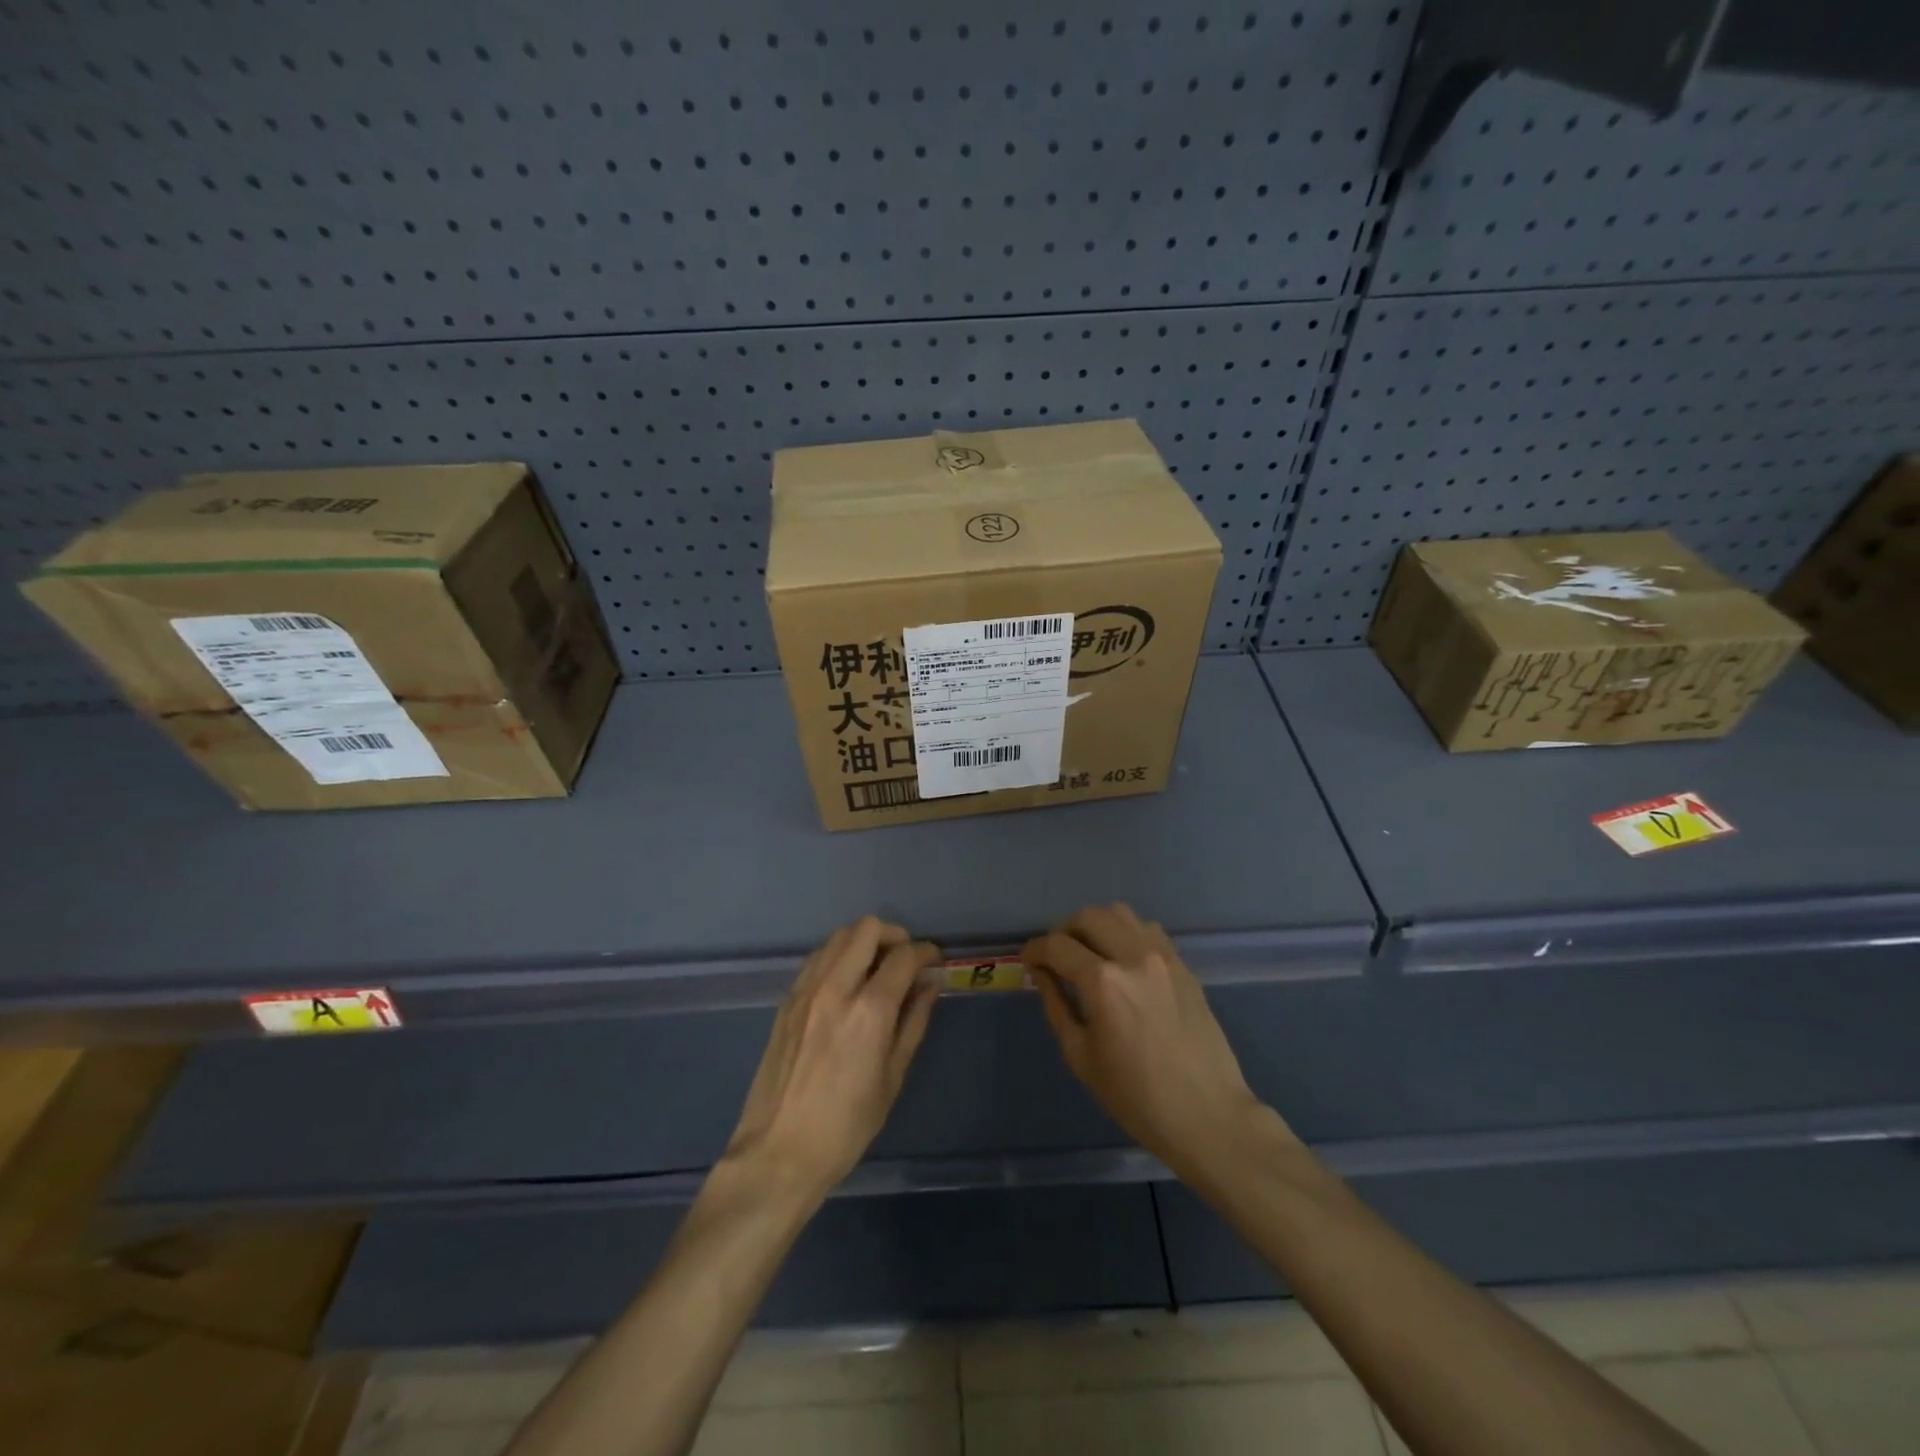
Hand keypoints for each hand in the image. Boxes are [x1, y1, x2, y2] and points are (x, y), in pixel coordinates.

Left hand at [724, 917, 941, 1202]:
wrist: (778, 1154)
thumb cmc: (846, 1127)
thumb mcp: (892, 1077)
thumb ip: (914, 1020)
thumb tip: (931, 983)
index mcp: (869, 1011)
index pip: (904, 956)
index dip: (926, 953)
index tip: (935, 962)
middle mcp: (835, 988)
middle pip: (866, 929)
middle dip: (894, 935)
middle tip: (905, 960)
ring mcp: (805, 990)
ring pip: (838, 936)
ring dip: (863, 941)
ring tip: (877, 968)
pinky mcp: (787, 1000)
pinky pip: (817, 958)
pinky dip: (838, 956)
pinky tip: (847, 983)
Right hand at [1024, 903, 1290, 1182]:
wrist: (1207, 1115)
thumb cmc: (1136, 1097)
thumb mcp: (1081, 1056)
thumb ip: (1056, 1005)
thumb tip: (1041, 973)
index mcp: (1103, 982)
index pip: (1057, 946)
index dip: (1035, 950)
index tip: (1028, 960)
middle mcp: (1133, 956)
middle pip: (1088, 917)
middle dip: (1063, 931)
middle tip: (1055, 956)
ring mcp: (1163, 957)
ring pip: (1120, 914)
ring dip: (1096, 925)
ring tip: (1088, 951)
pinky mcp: (1183, 965)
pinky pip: (1148, 930)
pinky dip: (1126, 933)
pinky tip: (1122, 959)